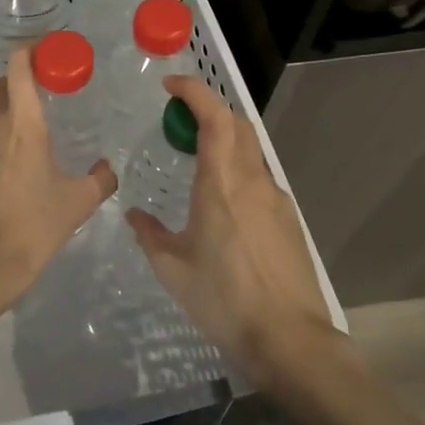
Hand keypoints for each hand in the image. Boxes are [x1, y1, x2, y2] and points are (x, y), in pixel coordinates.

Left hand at [0, 45, 117, 314]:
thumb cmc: (36, 226)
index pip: (19, 68)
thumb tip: (108, 168)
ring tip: (22, 150)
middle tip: (37, 102)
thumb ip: (100, 179)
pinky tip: (3, 180)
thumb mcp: (78, 202)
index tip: (45, 51)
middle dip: (14, 86)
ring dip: (1, 124)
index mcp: (23, 125)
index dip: (29, 52)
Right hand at [124, 75, 333, 386]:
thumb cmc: (223, 299)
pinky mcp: (288, 220)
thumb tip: (135, 215)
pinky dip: (238, 170)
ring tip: (196, 162)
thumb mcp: (173, 268)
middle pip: (237, 125)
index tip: (170, 86)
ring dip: (225, 141)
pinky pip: (259, 178)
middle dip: (208, 111)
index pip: (214, 117)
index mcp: (222, 184)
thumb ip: (150, 234)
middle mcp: (253, 181)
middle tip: (178, 124)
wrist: (288, 338)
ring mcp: (276, 199)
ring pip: (251, 151)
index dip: (194, 92)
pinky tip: (222, 203)